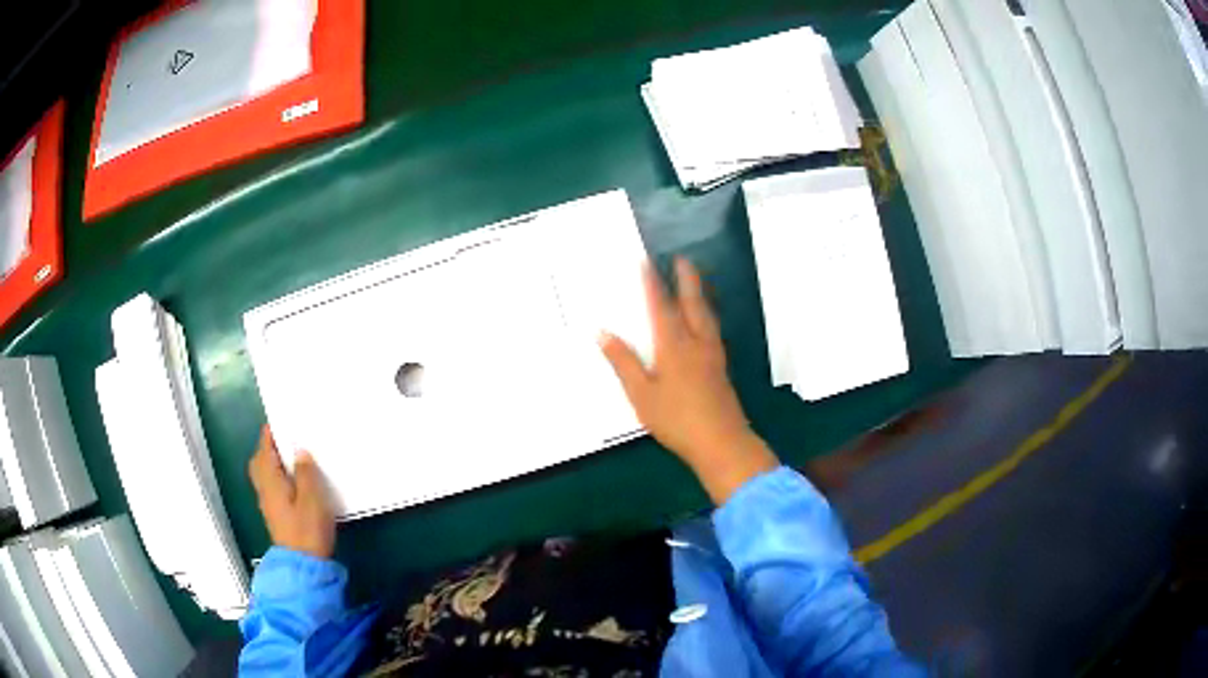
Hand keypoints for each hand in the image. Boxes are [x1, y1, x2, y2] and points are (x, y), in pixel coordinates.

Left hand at [248, 426, 335, 558]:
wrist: (303, 567)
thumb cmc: (307, 530)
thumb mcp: (312, 498)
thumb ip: (305, 472)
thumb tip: (299, 451)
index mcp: (270, 480)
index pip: (265, 450)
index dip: (270, 434)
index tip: (280, 421)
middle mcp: (264, 489)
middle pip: (259, 462)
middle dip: (268, 449)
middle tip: (284, 439)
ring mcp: (269, 504)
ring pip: (264, 476)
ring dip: (273, 463)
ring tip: (291, 458)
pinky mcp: (276, 515)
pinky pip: (272, 487)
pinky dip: (278, 477)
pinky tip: (294, 482)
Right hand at [600, 257, 777, 503]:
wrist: (721, 442)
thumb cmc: (676, 420)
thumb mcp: (641, 394)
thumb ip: (623, 363)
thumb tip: (603, 333)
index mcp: (673, 346)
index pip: (661, 307)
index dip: (653, 284)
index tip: (647, 262)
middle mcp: (696, 343)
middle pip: (692, 304)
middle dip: (686, 280)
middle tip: (682, 259)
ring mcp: (713, 355)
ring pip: (707, 316)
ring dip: (700, 295)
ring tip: (696, 282)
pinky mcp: (721, 368)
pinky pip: (713, 330)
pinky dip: (707, 315)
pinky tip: (706, 323)